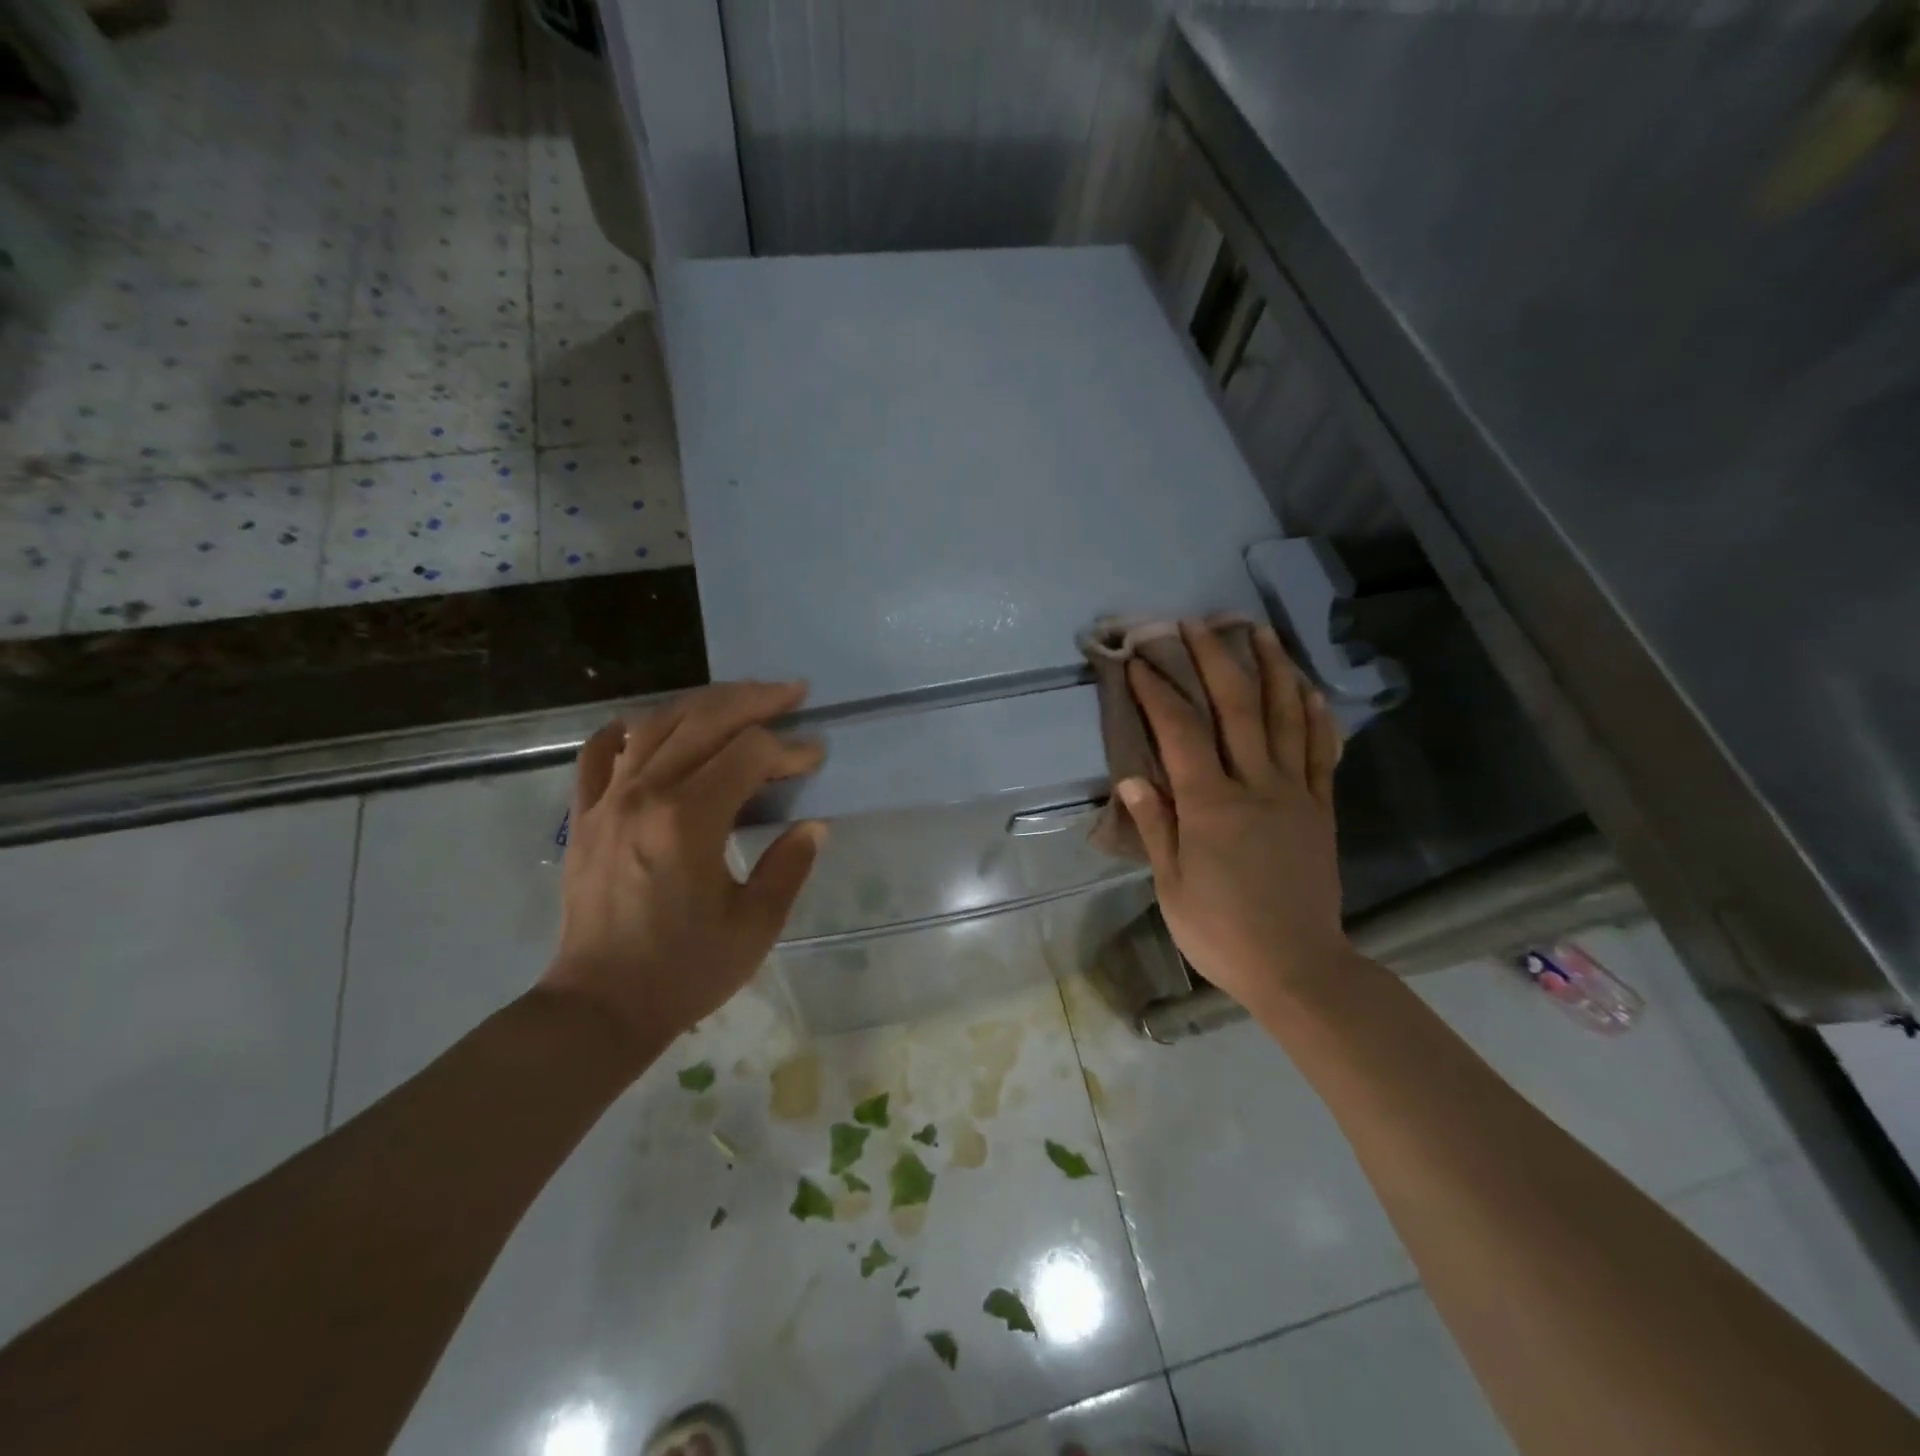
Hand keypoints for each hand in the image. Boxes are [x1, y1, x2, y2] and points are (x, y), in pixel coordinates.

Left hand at [540, 681, 826, 1059]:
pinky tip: (653, 725)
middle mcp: (644, 795)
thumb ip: (789, 866)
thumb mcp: (755, 926)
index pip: (749, 754)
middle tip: (793, 693)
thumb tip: (813, 825)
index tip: (814, 759)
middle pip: (704, 719)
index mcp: (688, 821)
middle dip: (755, 700)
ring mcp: (606, 800)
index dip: (789, 749)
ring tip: (741, 698)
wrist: (599, 1006)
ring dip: (704, 703)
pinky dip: (630, 728)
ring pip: (657, 723)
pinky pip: (601, 751)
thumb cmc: (683, 971)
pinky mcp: (584, 815)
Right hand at [1119, 622, 1352, 1014]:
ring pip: (1285, 719)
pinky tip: (1308, 690)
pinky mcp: (1322, 809)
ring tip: (1258, 631)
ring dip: (1271, 669)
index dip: (1158, 690)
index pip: (1180, 732)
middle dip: (1213, 660)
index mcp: (1210, 806)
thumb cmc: (1221, 931)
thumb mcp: (1171, 885)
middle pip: (1236, 709)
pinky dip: (1315, 717)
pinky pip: (1321, 753)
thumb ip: (1155, 826)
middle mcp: (1255, 787)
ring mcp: (1295, 794)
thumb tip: (1133, 776)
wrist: (1298, 968)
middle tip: (1197, 623)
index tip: (1140, 660)